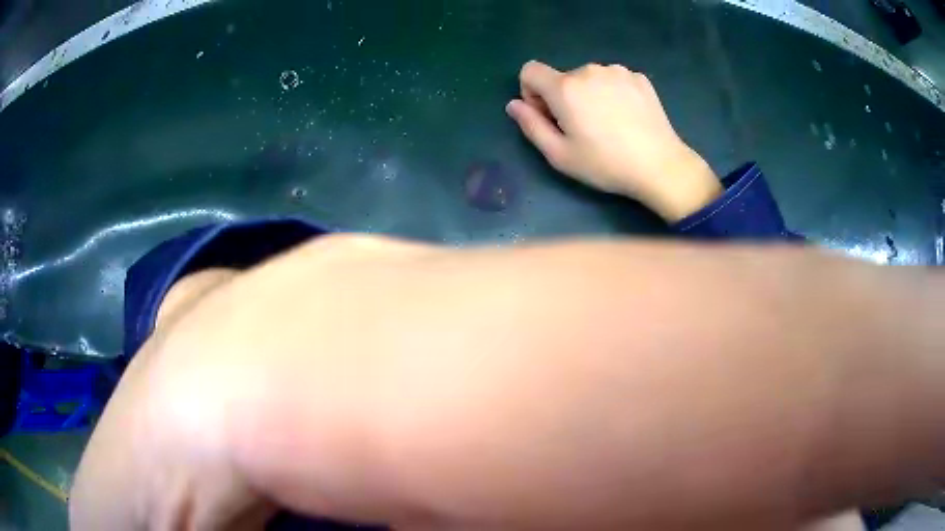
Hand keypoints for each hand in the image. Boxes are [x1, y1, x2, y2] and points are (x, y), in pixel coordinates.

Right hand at [507, 60, 722, 220]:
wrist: (660, 166)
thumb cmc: (606, 164)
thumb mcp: (559, 155)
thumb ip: (530, 125)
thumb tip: (514, 105)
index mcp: (565, 87)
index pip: (529, 70)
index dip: (531, 92)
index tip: (548, 116)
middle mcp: (589, 70)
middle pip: (562, 77)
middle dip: (563, 97)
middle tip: (583, 129)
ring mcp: (617, 71)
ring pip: (589, 78)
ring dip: (589, 94)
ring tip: (609, 124)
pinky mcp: (638, 77)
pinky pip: (613, 80)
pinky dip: (612, 93)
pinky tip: (627, 117)